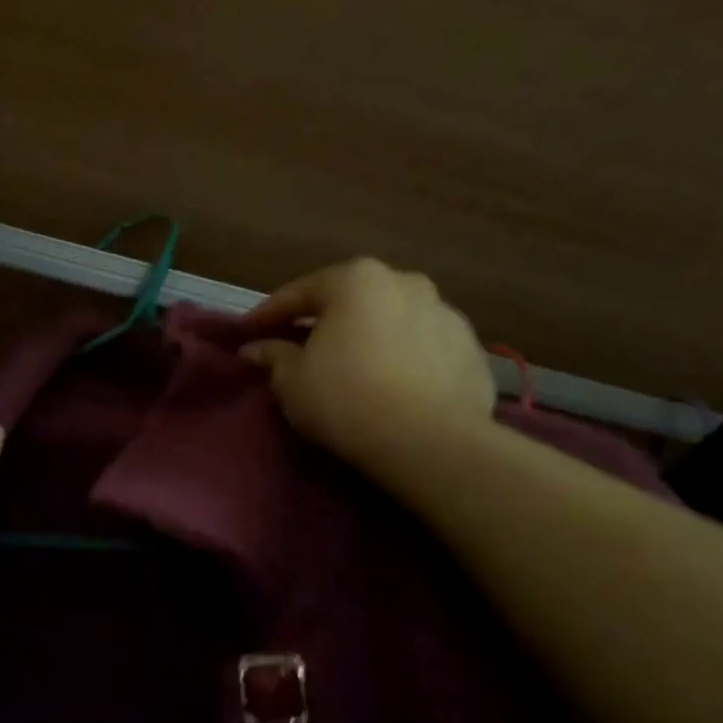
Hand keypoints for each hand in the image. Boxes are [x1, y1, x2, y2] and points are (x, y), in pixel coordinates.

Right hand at [240, 259, 494, 465]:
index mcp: (356, 280)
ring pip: (393, 322)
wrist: (429, 443)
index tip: (249, 331)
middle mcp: (406, 283)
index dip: (269, 314)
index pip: (300, 293)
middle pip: (352, 301)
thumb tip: (255, 349)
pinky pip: (425, 350)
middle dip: (326, 322)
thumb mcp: (292, 380)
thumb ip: (273, 356)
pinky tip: (394, 387)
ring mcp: (447, 315)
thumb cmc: (345, 398)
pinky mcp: (473, 352)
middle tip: (302, 347)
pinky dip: (406, 361)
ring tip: (355, 369)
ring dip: (371, 339)